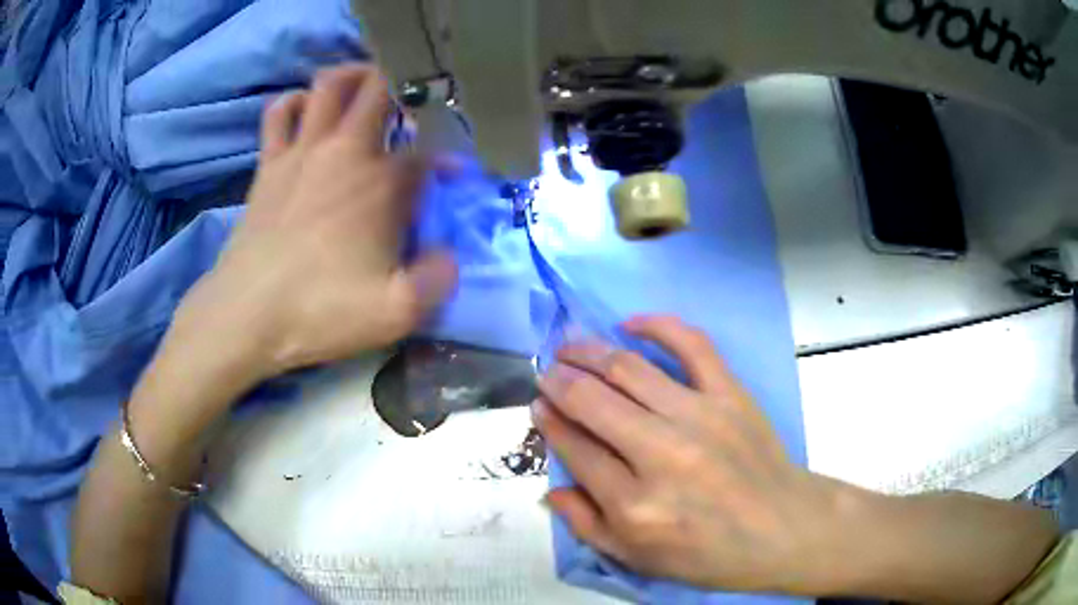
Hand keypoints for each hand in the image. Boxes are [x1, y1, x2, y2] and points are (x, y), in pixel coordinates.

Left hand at [173, 64, 456, 385]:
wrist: (247, 316)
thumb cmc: (321, 311)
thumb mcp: (397, 313)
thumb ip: (437, 280)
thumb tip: (447, 255)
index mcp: (383, 184)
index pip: (428, 151)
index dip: (447, 160)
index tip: (452, 177)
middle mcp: (345, 151)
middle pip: (379, 89)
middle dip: (402, 85)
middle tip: (410, 103)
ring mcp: (302, 151)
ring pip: (329, 84)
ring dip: (352, 77)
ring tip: (363, 89)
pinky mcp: (269, 164)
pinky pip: (281, 112)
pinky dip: (296, 102)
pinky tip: (305, 113)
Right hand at [533, 315, 845, 595]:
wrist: (780, 529)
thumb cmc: (707, 553)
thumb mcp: (637, 559)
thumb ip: (586, 525)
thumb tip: (550, 488)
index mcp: (633, 504)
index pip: (574, 448)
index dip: (549, 421)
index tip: (538, 405)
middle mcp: (660, 454)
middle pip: (592, 401)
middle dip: (559, 380)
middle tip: (546, 370)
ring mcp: (698, 417)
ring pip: (629, 369)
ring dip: (589, 351)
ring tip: (569, 345)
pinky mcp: (730, 394)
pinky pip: (692, 345)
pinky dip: (658, 325)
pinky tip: (630, 324)